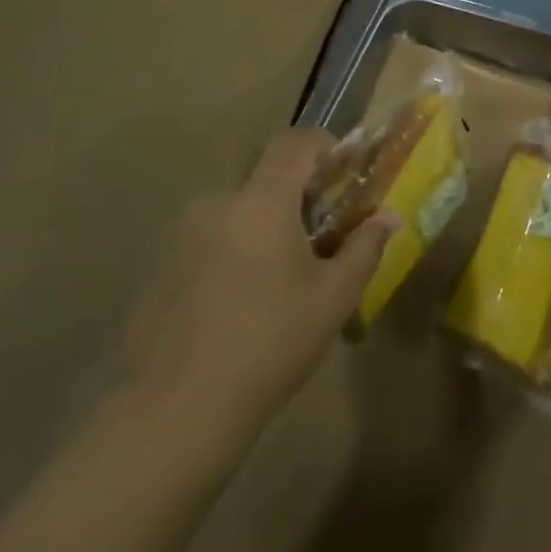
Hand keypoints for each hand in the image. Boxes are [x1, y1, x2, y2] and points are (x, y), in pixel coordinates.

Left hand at [122, 130, 395, 430]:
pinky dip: (233, 251)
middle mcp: (217, 203)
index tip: (344, 172)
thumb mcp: (333, 298)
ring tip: (280, 278)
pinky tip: (240, 303)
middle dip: (296, 195)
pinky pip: (209, 239)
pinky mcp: (161, 265)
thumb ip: (364, 248)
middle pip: (264, 178)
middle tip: (319, 236)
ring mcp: (182, 234)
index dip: (323, 145)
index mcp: (262, 201)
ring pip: (236, 211)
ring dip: (263, 226)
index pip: (293, 142)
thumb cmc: (270, 343)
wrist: (177, 409)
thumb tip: (389, 217)